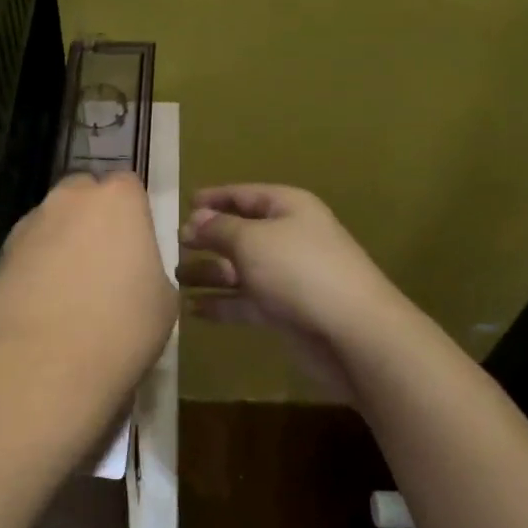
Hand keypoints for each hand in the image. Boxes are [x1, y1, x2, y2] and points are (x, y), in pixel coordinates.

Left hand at [0, 172, 176, 435]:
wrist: (44, 365)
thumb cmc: (121, 328)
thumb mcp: (163, 300)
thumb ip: (148, 267)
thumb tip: (132, 270)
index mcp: (118, 200)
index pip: (128, 186)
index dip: (133, 213)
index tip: (136, 245)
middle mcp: (70, 199)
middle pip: (84, 194)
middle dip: (92, 217)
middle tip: (103, 262)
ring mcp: (30, 225)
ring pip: (51, 222)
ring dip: (61, 242)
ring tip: (69, 290)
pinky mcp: (0, 255)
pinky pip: (27, 251)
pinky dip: (35, 267)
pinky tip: (42, 305)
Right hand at [179, 184, 409, 400]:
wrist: (353, 332)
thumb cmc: (299, 271)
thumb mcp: (251, 240)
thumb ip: (218, 229)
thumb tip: (196, 220)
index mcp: (288, 208)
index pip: (245, 195)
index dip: (215, 197)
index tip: (185, 203)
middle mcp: (288, 237)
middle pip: (240, 232)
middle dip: (208, 238)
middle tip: (174, 244)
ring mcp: (287, 276)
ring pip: (240, 270)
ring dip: (209, 273)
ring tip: (175, 277)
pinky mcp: (285, 312)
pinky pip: (245, 301)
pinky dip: (221, 303)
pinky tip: (192, 310)